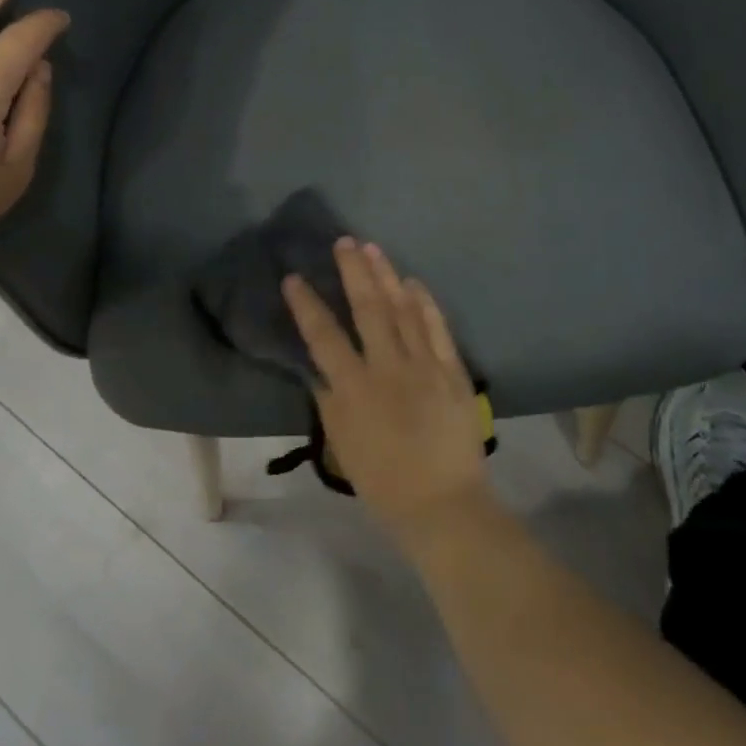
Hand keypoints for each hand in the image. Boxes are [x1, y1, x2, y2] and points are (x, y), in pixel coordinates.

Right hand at [283, 240, 492, 539]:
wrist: (443, 503)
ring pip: (403, 310)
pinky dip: (424, 303)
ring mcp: (424, 366)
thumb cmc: (384, 481)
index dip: (307, 305)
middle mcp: (388, 368)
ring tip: (373, 248)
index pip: (324, 337)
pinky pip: (437, 328)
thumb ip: (329, 401)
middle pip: (368, 309)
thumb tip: (320, 366)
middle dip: (353, 272)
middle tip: (344, 242)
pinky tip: (413, 282)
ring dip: (387, 276)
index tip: (293, 278)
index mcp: (355, 389)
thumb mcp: (342, 445)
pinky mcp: (452, 370)